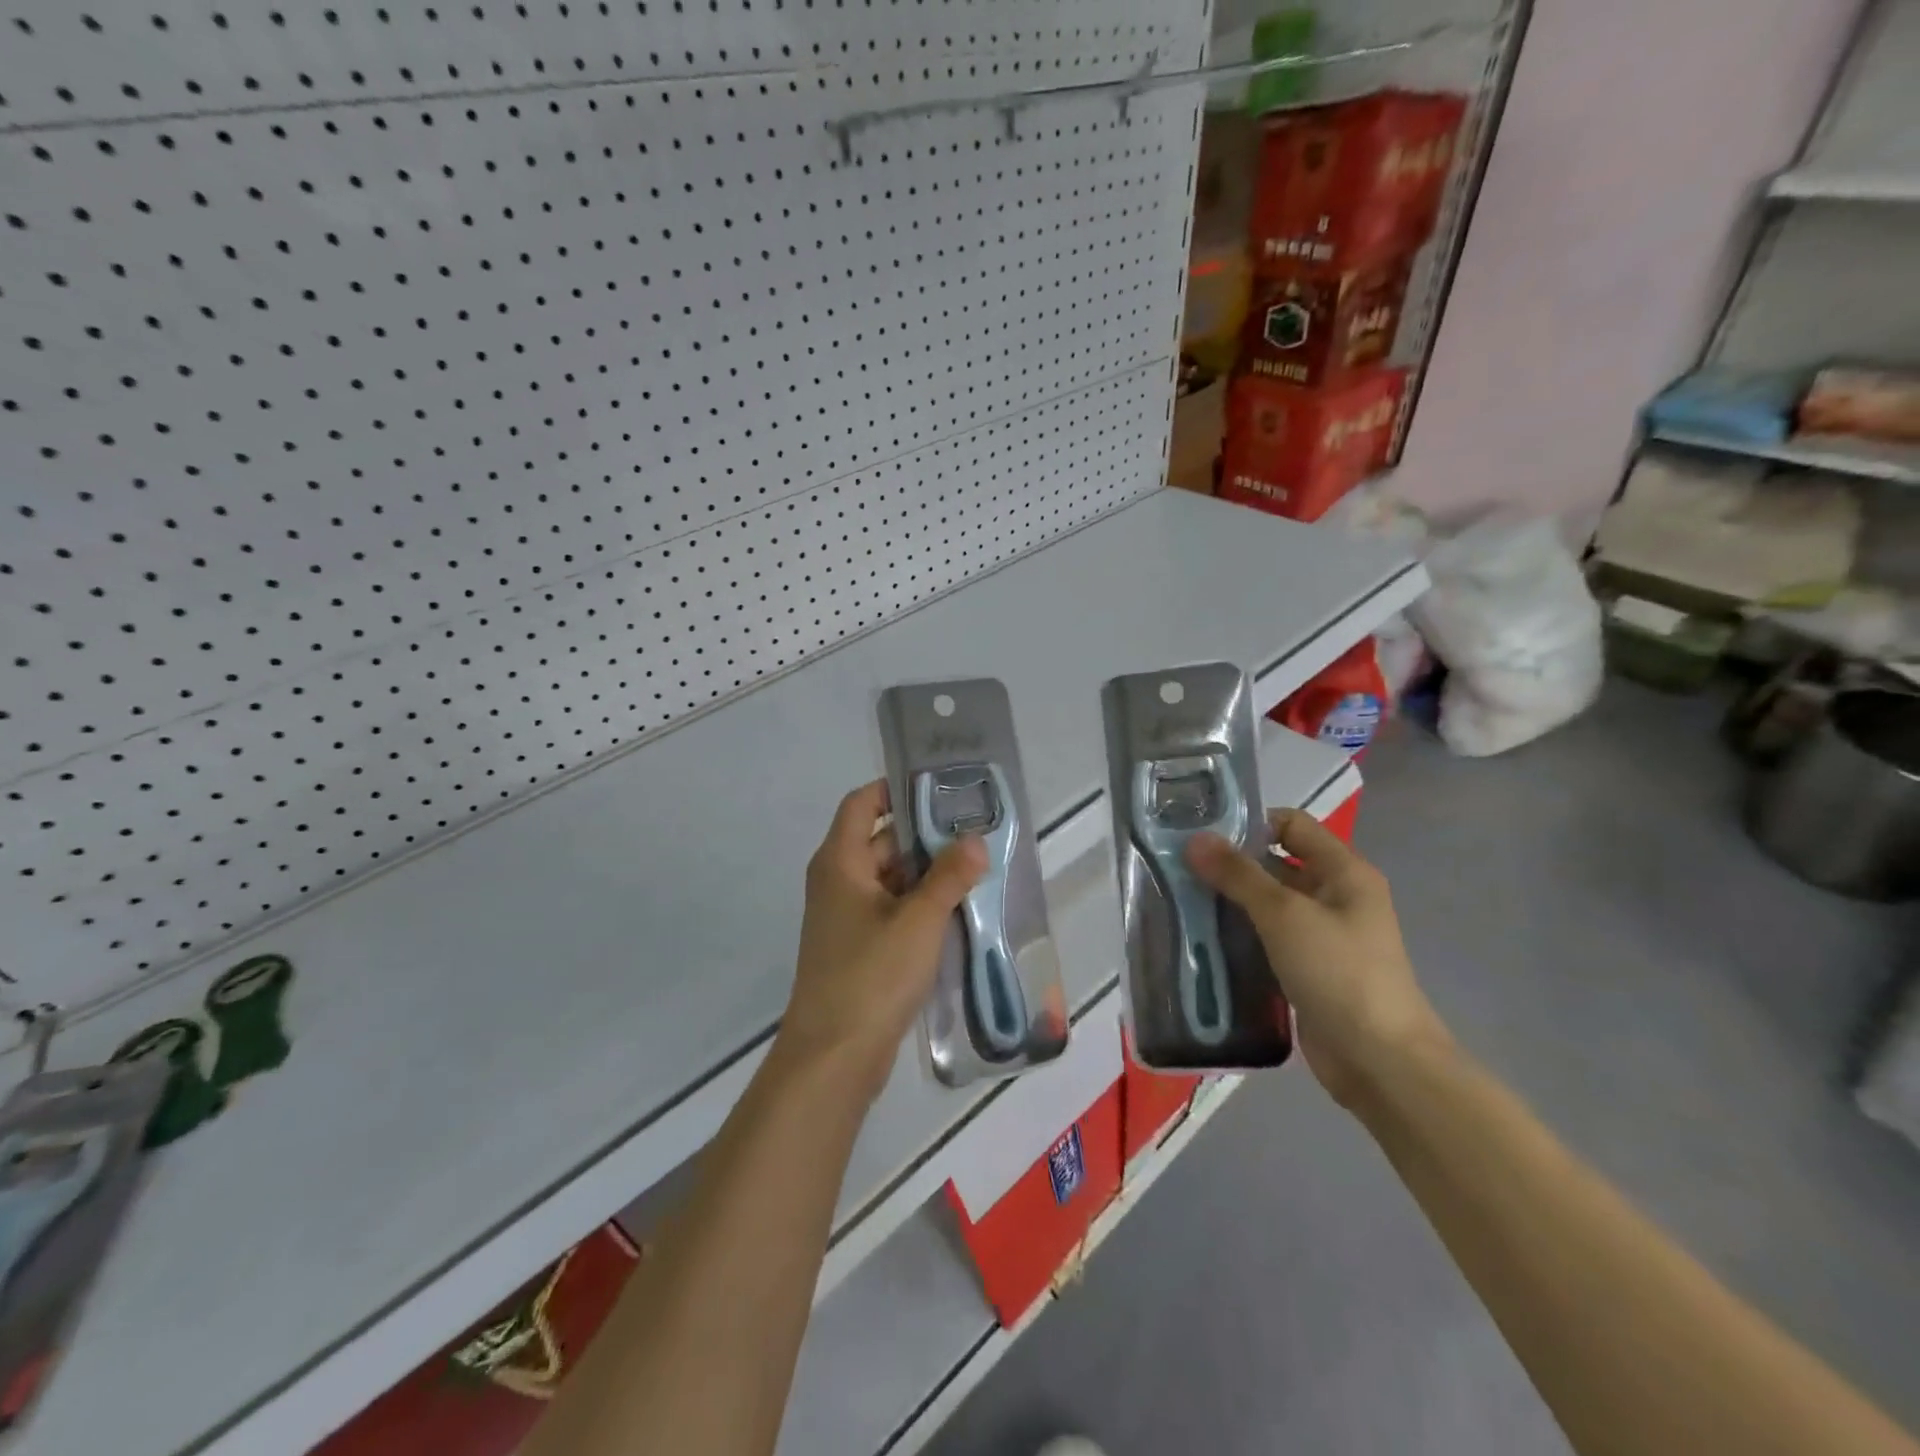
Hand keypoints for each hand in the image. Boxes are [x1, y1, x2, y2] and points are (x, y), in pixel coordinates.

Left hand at [779, 781, 986, 1096]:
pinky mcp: (860, 948)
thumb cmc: (871, 976)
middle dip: (926, 837)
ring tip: (977, 869)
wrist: (834, 1057)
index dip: (895, 789)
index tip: (940, 788)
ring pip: (891, 879)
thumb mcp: (918, 921)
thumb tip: (975, 839)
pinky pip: (892, 911)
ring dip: (928, 875)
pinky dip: (920, 906)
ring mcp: (847, 917)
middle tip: (976, 832)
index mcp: (841, 862)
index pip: (862, 803)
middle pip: (882, 841)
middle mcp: (839, 881)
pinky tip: (959, 912)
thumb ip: (949, 877)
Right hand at [1187, 808, 1448, 1109]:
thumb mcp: (1285, 915)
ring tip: (1181, 900)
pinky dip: (1239, 935)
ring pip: (1268, 904)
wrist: (1379, 1061)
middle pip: (1277, 863)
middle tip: (1180, 867)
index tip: (1203, 834)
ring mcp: (1322, 935)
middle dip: (1231, 864)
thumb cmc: (1339, 972)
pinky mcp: (1307, 969)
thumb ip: (1239, 874)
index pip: (1292, 824)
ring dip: (1230, 902)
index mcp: (1344, 872)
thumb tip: (1195, 839)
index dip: (1250, 822)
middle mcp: (1335, 896)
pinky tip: (1202, 938)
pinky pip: (1267, 939)